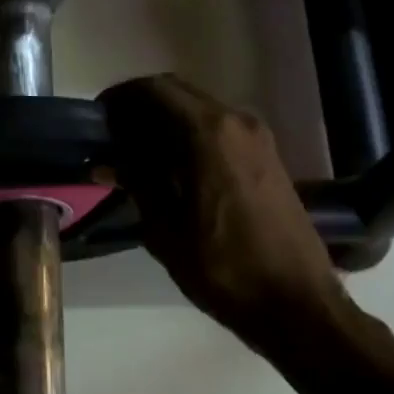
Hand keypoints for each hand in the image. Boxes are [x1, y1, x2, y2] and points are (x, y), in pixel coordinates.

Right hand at [98, 75, 346, 345]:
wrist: (296, 303)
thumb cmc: (224, 270)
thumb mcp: (166, 231)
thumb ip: (138, 183)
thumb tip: (110, 159)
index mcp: (208, 133)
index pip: (154, 90)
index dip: (120, 98)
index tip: (97, 120)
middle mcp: (237, 122)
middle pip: (178, 93)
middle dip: (140, 108)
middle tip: (110, 138)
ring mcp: (258, 138)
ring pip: (199, 110)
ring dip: (165, 122)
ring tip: (134, 156)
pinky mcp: (268, 157)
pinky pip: (218, 130)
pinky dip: (189, 136)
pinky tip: (170, 169)